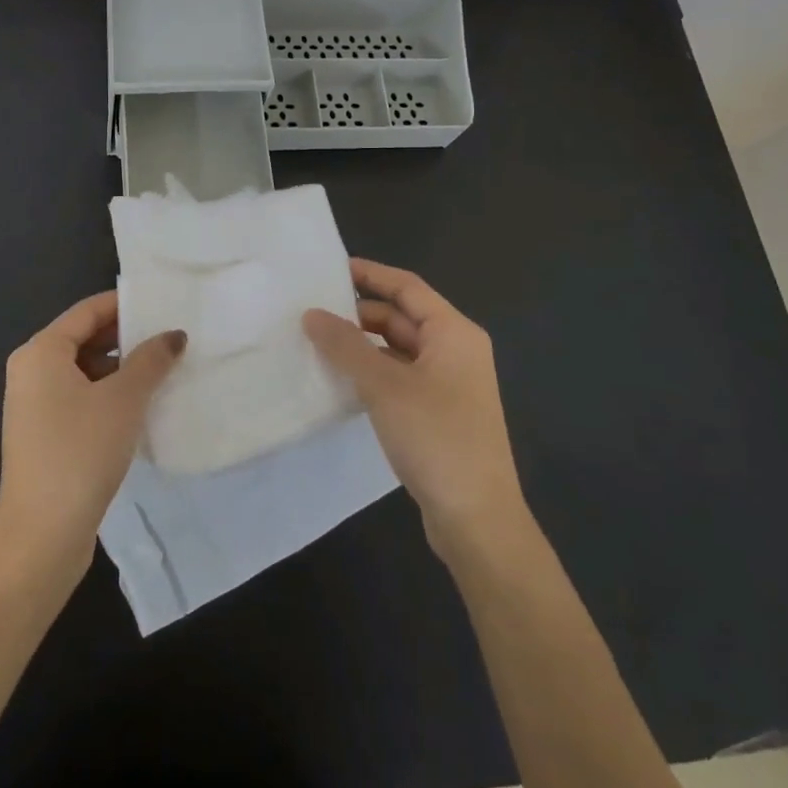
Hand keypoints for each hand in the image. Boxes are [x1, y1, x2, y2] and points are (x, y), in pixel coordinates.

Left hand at [0, 291, 185, 577]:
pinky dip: (108, 395)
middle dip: (126, 338)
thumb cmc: (81, 451)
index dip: (126, 305)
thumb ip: (151, 360)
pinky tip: (141, 407)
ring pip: (84, 370)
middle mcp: (31, 371)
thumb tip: (174, 335)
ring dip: (120, 369)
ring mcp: (34, 405)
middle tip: (170, 338)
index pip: (88, 311)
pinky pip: (79, 397)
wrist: (41, 534)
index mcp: (41, 351)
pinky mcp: (43, 434)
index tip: (163, 305)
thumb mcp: (124, 399)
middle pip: (84, 338)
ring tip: (164, 371)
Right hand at [303, 259, 530, 561]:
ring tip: (318, 343)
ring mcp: (449, 384)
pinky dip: (372, 372)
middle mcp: (456, 350)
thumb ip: (346, 346)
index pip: (407, 287)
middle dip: (360, 313)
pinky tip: (341, 381)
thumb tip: (312, 314)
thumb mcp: (384, 385)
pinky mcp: (438, 412)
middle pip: (402, 317)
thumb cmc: (436, 437)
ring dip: (363, 345)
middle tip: (313, 311)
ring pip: (399, 349)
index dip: (370, 274)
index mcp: (454, 333)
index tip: (330, 270)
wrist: (476, 518)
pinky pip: (400, 376)